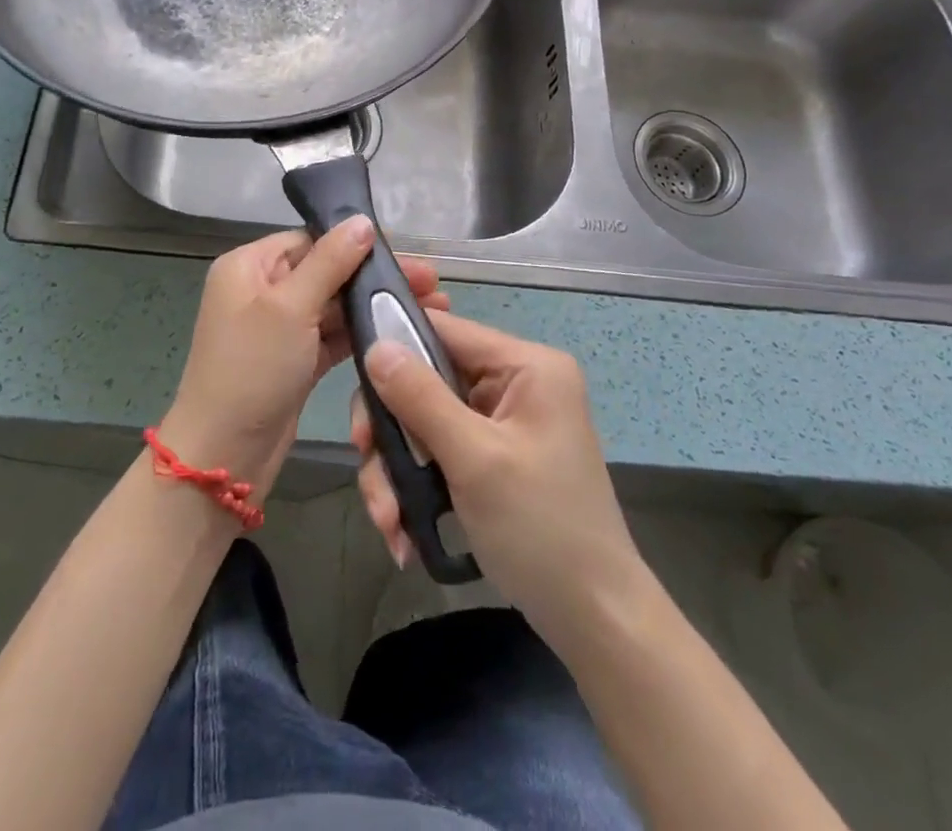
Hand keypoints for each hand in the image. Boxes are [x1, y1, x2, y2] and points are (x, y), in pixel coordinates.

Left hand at [162, 218, 447, 501]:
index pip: (309, 240)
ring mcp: (278, 328)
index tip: (403, 252)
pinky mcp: (295, 360)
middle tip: (432, 282)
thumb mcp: (290, 307)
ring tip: (431, 307)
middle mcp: (262, 290)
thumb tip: (362, 221)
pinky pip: (332, 337)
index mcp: (249, 266)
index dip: (355, 243)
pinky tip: (401, 331)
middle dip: (374, 276)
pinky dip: (362, 334)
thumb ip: (330, 262)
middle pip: (326, 271)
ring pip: (333, 306)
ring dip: (374, 305)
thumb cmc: (253, 368)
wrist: (224, 454)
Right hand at [351, 311, 641, 639]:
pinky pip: (438, 452)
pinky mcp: (491, 457)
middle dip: (392, 431)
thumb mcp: (475, 459)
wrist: (594, 620)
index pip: (444, 330)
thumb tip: (376, 347)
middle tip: (367, 464)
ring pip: (424, 422)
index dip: (395, 348)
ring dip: (398, 470)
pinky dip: (416, 487)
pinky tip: (404, 530)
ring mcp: (503, 422)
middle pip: (426, 380)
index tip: (357, 387)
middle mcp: (514, 383)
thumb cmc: (542, 530)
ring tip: (389, 521)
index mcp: (526, 366)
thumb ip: (421, 398)